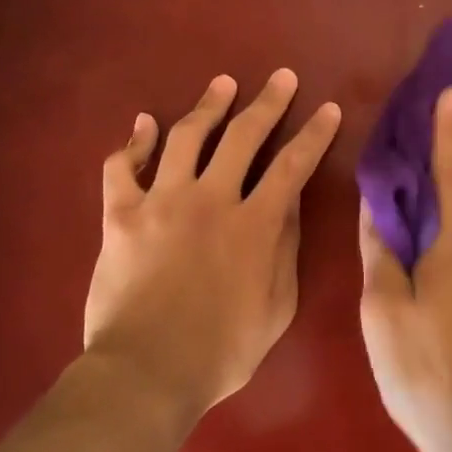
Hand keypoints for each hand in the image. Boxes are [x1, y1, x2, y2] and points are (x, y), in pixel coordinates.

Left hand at [84, 70, 341, 419]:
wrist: (146, 373)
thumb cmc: (221, 350)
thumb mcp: (276, 308)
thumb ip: (285, 250)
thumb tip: (289, 204)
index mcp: (254, 224)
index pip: (293, 166)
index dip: (314, 134)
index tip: (328, 109)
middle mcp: (211, 199)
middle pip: (244, 136)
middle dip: (268, 103)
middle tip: (281, 78)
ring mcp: (162, 201)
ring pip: (187, 136)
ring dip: (208, 105)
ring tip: (223, 84)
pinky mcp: (122, 214)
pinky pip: (122, 167)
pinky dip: (133, 142)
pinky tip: (144, 124)